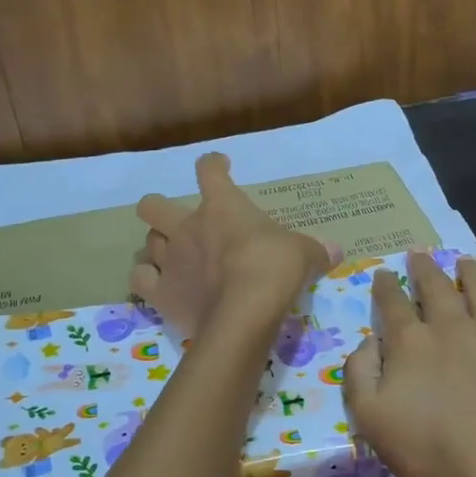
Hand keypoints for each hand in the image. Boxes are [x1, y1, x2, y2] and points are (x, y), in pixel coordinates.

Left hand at [134, 153, 335, 337]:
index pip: (209, 170)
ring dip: (157, 248)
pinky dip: (147, 280)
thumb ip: (316, 250)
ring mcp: (170, 259)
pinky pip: (140, 280)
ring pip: (147, 242)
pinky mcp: (161, 292)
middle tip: (178, 223)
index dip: (213, 165)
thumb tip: (335, 251)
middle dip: (159, 210)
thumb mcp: (304, 254)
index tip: (220, 166)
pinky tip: (159, 285)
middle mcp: (187, 227)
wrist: (244, 312)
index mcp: (222, 206)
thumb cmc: (274, 269)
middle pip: (152, 205)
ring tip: (172, 259)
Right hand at [343, 254, 475, 476]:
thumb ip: (359, 373)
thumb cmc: (428, 449)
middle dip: (425, 268)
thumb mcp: (370, 418)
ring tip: (465, 263)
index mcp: (412, 342)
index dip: (384, 285)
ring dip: (472, 274)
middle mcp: (454, 328)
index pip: (393, 302)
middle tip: (419, 255)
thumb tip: (368, 341)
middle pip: (437, 287)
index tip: (382, 274)